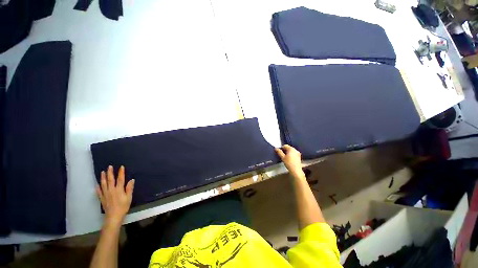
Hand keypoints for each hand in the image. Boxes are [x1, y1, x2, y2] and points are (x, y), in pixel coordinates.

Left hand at [96, 165, 134, 227]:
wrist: (114, 215)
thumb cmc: (123, 208)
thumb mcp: (128, 199)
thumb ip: (129, 189)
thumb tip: (132, 180)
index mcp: (119, 189)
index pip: (120, 179)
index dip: (121, 173)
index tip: (121, 167)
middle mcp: (111, 189)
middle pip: (110, 179)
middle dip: (110, 172)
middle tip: (109, 166)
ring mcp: (106, 193)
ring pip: (103, 183)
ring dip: (103, 177)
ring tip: (102, 172)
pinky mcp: (102, 197)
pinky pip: (99, 191)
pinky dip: (98, 188)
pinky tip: (97, 185)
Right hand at [275, 145, 303, 177]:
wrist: (296, 169)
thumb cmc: (288, 163)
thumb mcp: (283, 158)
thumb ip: (279, 152)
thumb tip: (276, 148)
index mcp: (291, 149)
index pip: (285, 145)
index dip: (281, 148)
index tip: (279, 152)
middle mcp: (295, 149)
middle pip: (289, 148)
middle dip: (285, 150)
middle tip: (282, 155)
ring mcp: (298, 153)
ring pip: (292, 151)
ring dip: (288, 152)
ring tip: (286, 157)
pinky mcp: (299, 156)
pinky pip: (294, 153)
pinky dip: (291, 155)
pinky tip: (290, 159)